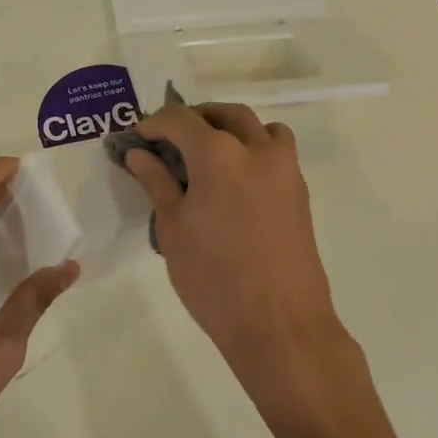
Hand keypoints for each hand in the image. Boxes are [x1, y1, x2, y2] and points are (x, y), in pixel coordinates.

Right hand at [123, 100, 358, 421]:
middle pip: (224, 114)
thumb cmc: (214, 279)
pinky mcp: (299, 190)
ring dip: (229, 128)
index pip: (180, 119)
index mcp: (218, 154)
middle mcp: (256, 149)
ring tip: (207, 154)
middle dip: (193, 118)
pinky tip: (236, 180)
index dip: (154, 123)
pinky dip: (255, 147)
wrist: (279, 324)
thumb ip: (157, 183)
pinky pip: (276, 150)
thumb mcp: (173, 230)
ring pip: (257, 127)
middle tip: (169, 140)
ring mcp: (284, 168)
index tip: (138, 137)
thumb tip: (140, 154)